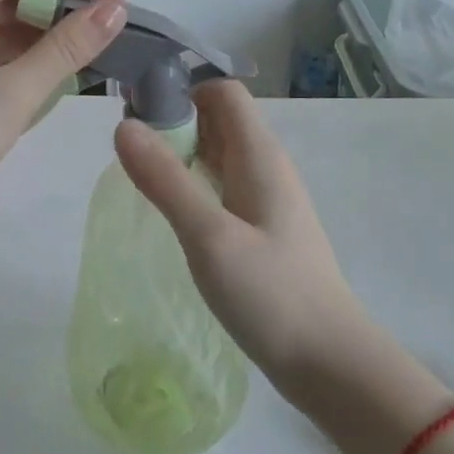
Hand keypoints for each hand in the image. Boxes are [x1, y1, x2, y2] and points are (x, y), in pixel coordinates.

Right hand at [114, 81, 370, 396]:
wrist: (329, 363)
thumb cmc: (271, 294)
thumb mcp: (209, 236)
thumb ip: (166, 180)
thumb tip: (124, 125)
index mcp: (259, 154)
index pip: (222, 91)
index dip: (181, 90)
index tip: (138, 114)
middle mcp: (265, 166)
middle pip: (217, 119)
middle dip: (173, 121)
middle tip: (128, 150)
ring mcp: (266, 199)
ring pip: (218, 154)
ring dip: (181, 153)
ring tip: (139, 177)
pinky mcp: (262, 229)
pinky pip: (222, 186)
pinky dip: (193, 184)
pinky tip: (171, 211)